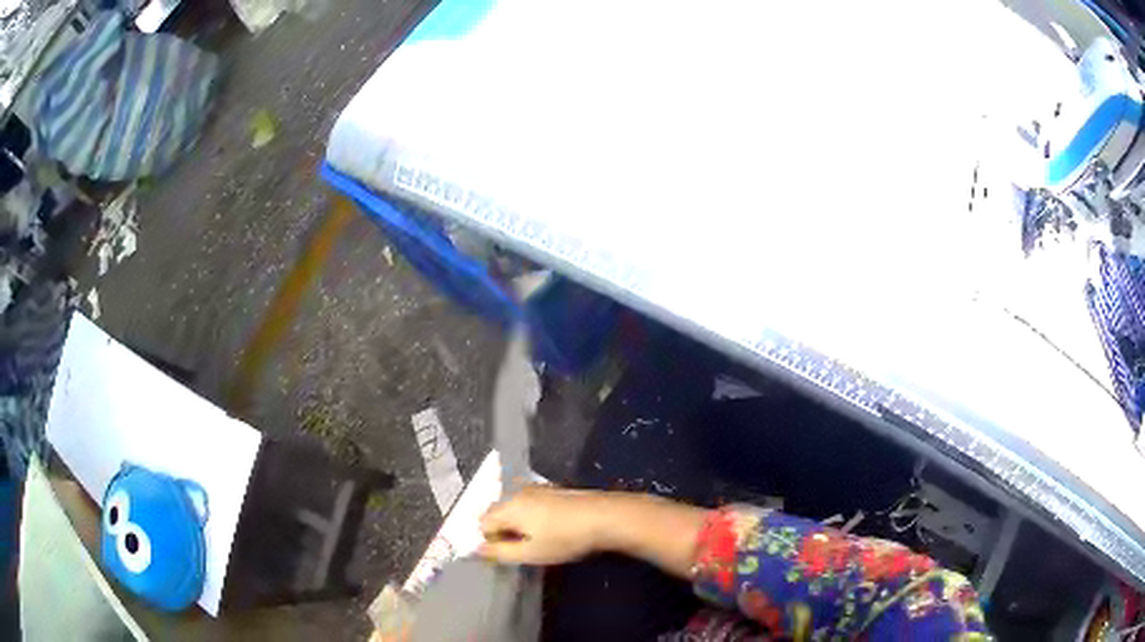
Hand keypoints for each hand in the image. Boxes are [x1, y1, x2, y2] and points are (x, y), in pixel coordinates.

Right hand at [479, 485, 610, 564]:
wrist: (605, 517)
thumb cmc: (565, 538)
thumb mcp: (531, 553)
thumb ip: (500, 552)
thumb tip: (476, 549)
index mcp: (508, 507)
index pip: (482, 523)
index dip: (490, 541)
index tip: (508, 554)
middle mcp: (518, 493)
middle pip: (496, 512)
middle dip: (502, 531)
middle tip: (522, 548)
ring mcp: (536, 489)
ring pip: (514, 507)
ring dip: (517, 524)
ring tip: (538, 539)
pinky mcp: (552, 490)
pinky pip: (529, 503)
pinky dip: (531, 516)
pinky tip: (551, 528)